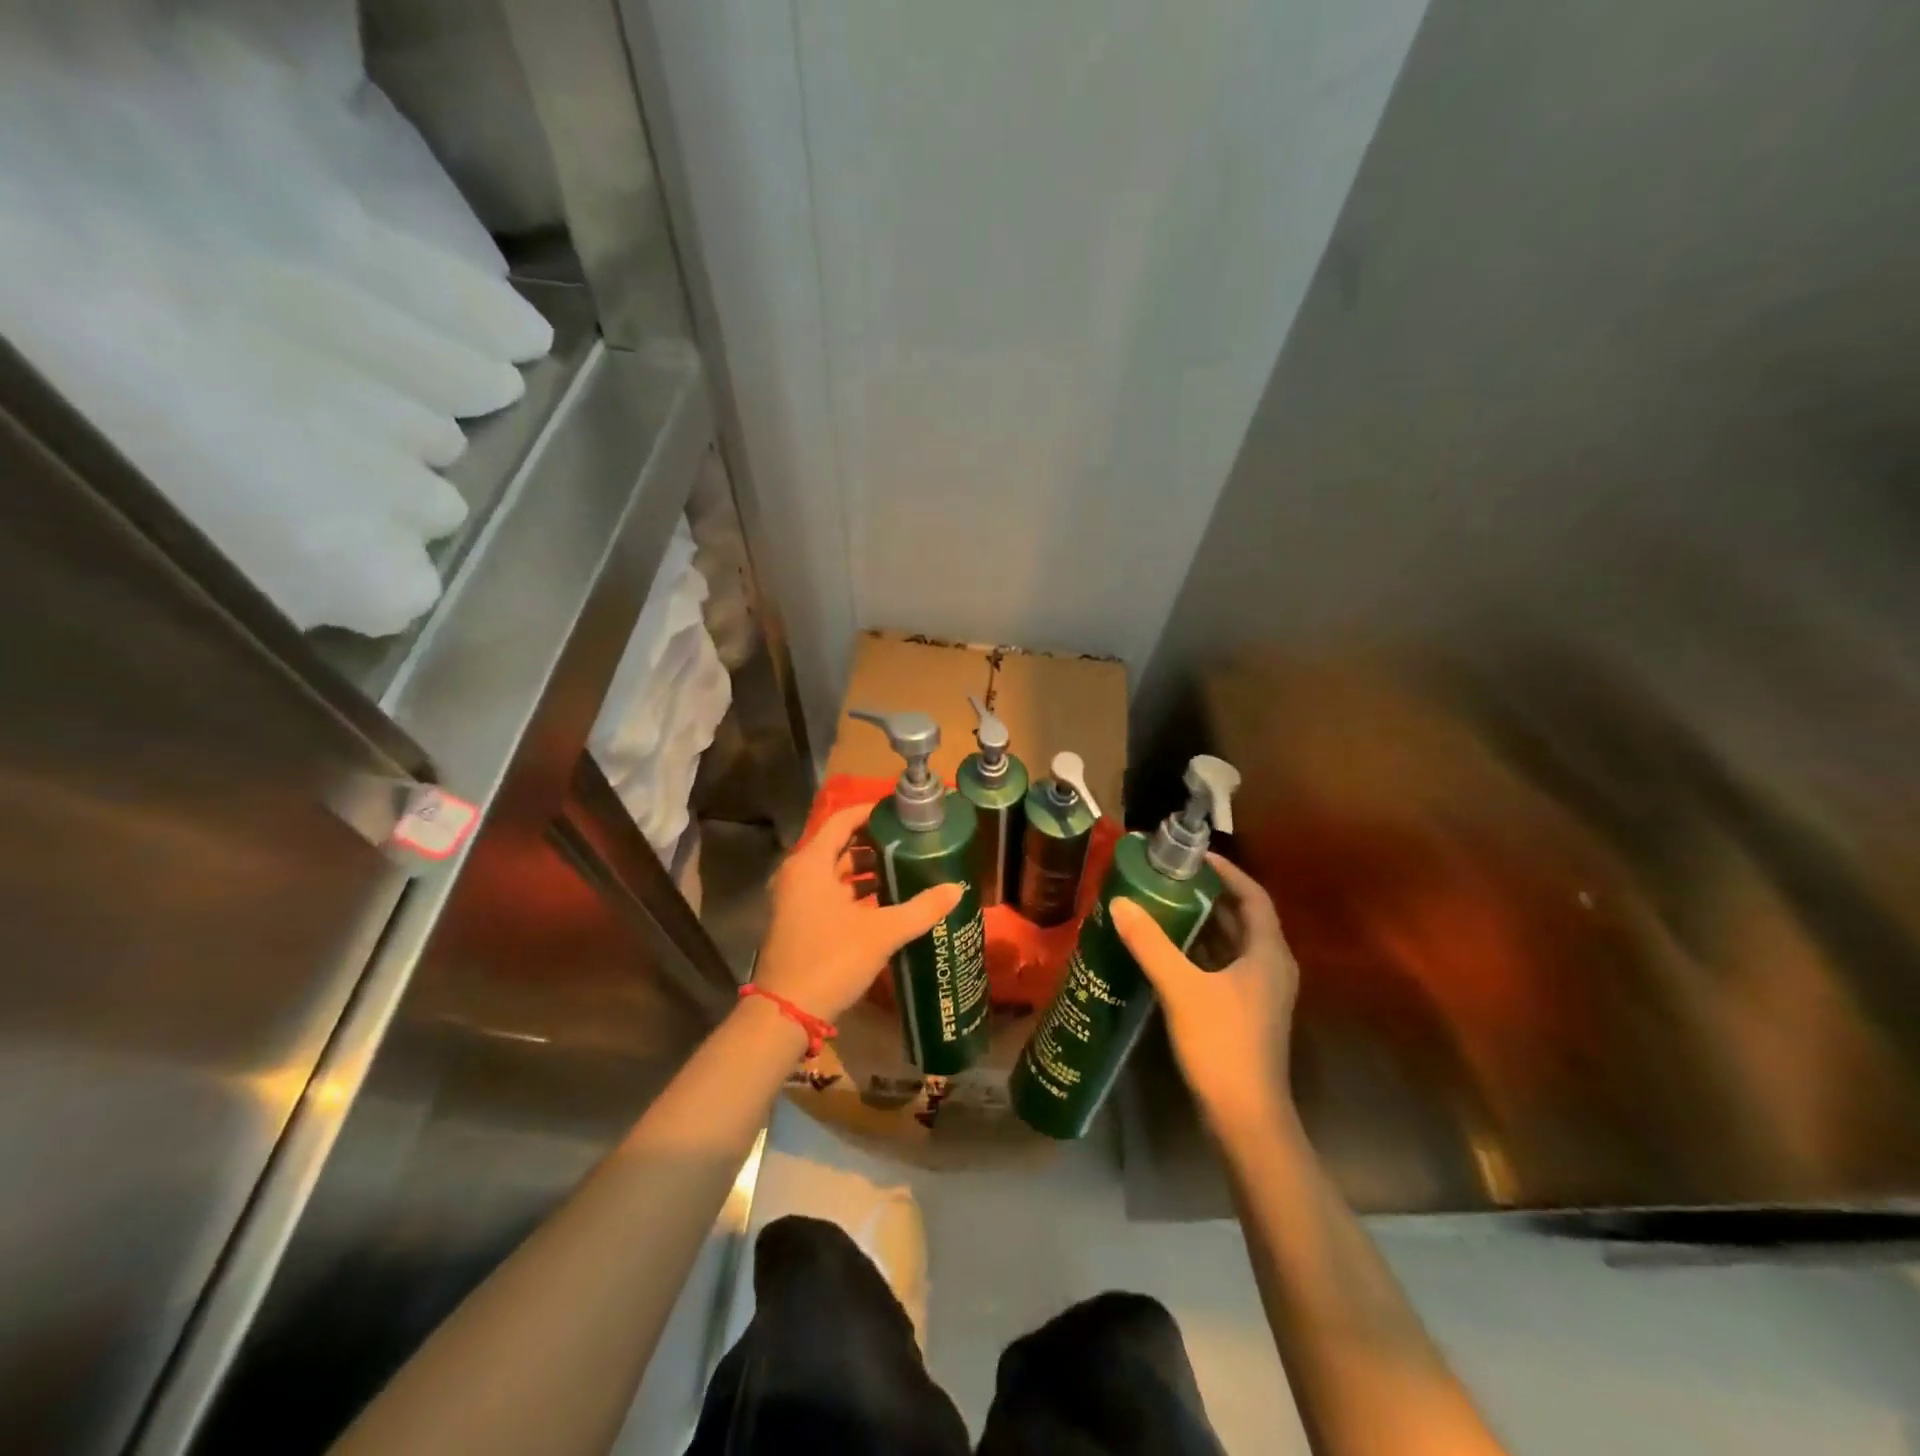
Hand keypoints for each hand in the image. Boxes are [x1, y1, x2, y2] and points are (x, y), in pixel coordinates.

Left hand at [752, 804, 963, 1021]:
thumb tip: (956, 889)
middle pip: (841, 844)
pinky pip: (830, 892)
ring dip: (868, 869)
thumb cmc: (831, 960)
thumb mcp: (882, 932)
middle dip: (876, 843)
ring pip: (836, 871)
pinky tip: (887, 901)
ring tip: (906, 869)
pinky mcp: (799, 920)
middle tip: (912, 842)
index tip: (904, 813)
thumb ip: (921, 908)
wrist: (786, 1013)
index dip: (873, 812)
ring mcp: (796, 898)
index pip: (843, 820)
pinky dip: (856, 891)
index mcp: (811, 863)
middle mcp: (799, 873)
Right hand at [1111, 854, 1298, 1135]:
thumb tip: (1120, 903)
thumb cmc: (1222, 1043)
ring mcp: (1261, 993)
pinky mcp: (1247, 1013)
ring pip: (1234, 944)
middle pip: (1244, 917)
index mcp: (1267, 953)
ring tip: (1165, 905)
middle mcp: (1271, 967)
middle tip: (1171, 878)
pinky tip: (1170, 951)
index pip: (1253, 896)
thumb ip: (1150, 943)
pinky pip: (1225, 967)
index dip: (1227, 872)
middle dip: (1211, 895)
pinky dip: (1202, 952)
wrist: (1246, 1117)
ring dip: (1205, 923)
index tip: (1194, 856)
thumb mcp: (1181, 987)